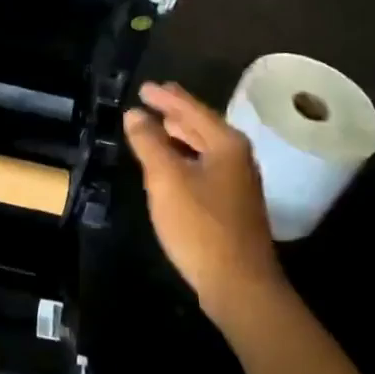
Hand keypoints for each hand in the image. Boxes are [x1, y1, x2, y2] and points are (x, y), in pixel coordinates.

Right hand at [124, 83, 284, 328]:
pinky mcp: (233, 204)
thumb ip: (149, 142)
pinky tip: (171, 163)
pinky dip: (185, 155)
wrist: (240, 286)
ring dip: (180, 134)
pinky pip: (205, 164)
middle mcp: (237, 156)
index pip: (190, 109)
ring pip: (204, 146)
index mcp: (225, 143)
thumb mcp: (166, 179)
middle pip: (201, 124)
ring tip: (158, 124)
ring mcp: (238, 181)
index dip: (165, 97)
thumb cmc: (201, 227)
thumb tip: (134, 114)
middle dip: (175, 111)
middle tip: (151, 98)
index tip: (143, 87)